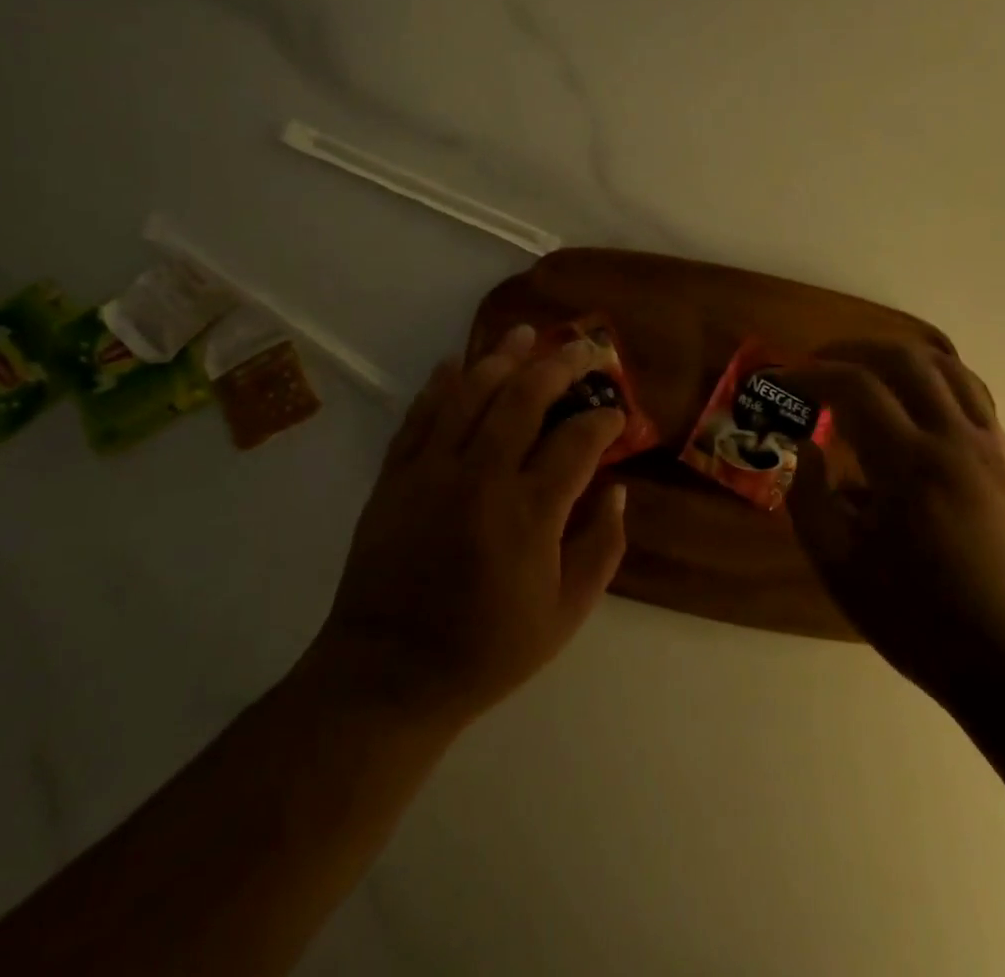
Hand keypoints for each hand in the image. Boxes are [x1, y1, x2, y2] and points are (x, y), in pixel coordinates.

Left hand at [315, 324, 628, 728]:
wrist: (388, 672)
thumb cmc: (486, 650)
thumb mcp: (565, 615)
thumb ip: (600, 548)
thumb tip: (616, 489)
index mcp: (529, 513)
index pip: (577, 441)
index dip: (604, 418)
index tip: (615, 413)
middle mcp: (481, 476)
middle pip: (525, 397)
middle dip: (561, 365)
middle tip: (583, 349)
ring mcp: (432, 470)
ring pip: (471, 393)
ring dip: (501, 357)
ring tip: (525, 332)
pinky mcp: (395, 475)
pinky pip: (420, 415)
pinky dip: (440, 384)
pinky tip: (455, 361)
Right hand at [777, 341, 1004, 710]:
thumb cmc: (924, 622)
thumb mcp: (841, 570)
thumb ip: (809, 501)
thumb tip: (807, 450)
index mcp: (909, 467)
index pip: (855, 386)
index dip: (812, 375)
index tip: (785, 383)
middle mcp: (955, 441)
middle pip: (905, 357)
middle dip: (853, 349)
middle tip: (820, 365)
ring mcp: (993, 448)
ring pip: (947, 367)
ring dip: (897, 357)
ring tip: (865, 374)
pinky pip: (973, 396)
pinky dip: (933, 382)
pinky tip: (911, 409)